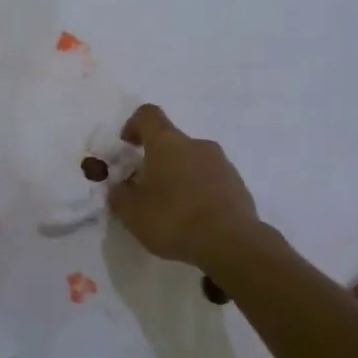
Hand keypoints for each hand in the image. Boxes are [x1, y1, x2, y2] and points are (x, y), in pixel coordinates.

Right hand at [109, 105, 264, 273]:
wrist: (231, 243)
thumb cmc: (174, 219)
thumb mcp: (132, 212)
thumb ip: (119, 195)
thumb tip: (119, 186)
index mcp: (167, 142)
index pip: (148, 115)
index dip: (134, 125)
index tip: (127, 147)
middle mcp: (196, 144)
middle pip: (172, 142)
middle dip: (157, 161)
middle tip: (147, 190)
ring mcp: (222, 163)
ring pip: (193, 161)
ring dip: (180, 177)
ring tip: (172, 210)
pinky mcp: (238, 185)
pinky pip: (212, 180)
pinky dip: (200, 192)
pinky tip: (195, 220)